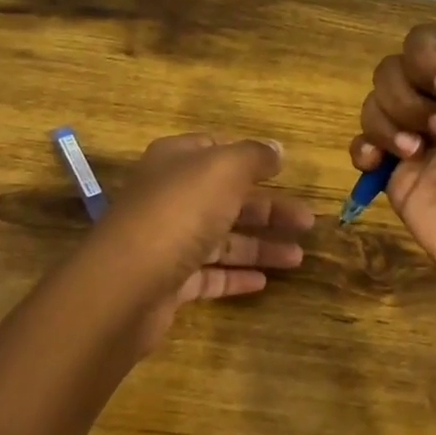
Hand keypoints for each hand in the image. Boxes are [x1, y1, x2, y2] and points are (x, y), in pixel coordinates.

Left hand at [81, 134, 313, 353]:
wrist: (127, 284)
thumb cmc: (179, 213)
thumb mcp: (223, 170)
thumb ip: (254, 156)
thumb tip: (276, 149)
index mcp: (176, 161)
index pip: (215, 150)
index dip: (250, 158)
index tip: (284, 172)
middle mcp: (169, 197)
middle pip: (226, 198)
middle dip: (268, 209)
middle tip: (308, 223)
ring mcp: (167, 241)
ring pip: (221, 239)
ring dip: (260, 246)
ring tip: (298, 258)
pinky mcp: (168, 282)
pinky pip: (209, 275)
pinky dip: (236, 276)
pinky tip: (265, 282)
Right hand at [349, 0, 435, 299]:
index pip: (433, 39)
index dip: (430, 55)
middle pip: (396, 67)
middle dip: (411, 93)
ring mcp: (418, 136)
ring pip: (375, 100)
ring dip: (391, 120)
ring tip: (419, 152)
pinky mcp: (396, 171)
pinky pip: (361, 141)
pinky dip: (366, 146)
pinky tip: (385, 163)